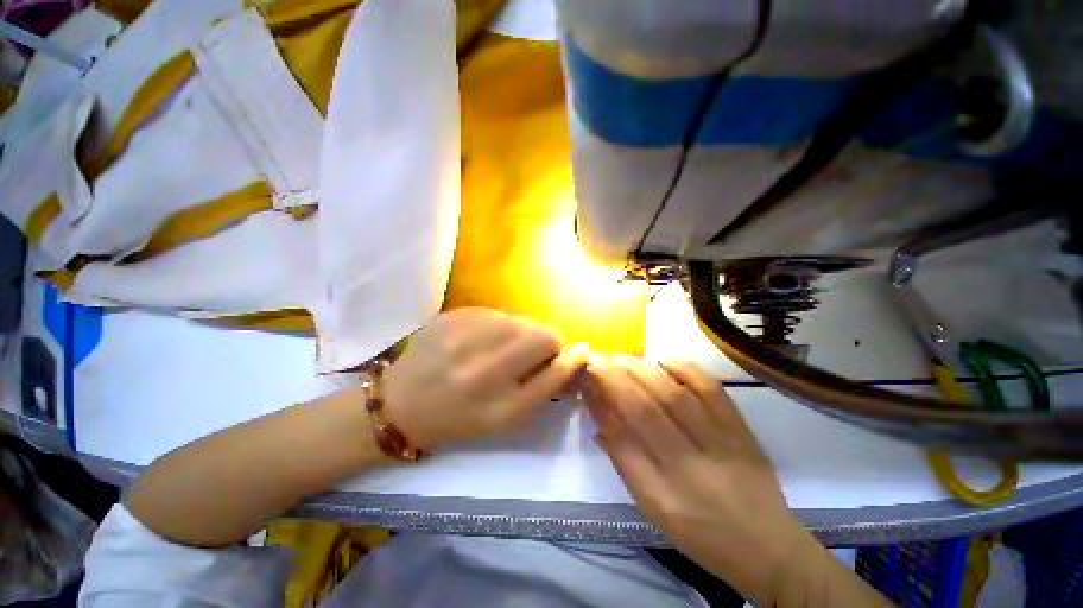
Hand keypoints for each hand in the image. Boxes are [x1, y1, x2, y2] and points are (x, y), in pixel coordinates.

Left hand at [383, 308, 587, 448]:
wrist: (400, 404)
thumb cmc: (460, 418)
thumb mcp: (505, 419)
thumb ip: (543, 388)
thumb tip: (572, 356)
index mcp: (501, 408)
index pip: (556, 371)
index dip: (572, 359)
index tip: (578, 353)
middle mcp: (485, 372)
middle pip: (544, 336)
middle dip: (548, 342)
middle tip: (532, 353)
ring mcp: (465, 339)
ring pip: (521, 320)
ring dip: (521, 333)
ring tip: (500, 348)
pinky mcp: (451, 317)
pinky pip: (496, 313)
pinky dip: (498, 325)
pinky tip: (480, 339)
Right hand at [582, 358, 815, 604]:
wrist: (767, 547)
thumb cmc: (700, 533)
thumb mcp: (652, 507)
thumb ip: (623, 460)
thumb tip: (600, 417)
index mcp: (661, 493)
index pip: (620, 436)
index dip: (599, 403)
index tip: (586, 382)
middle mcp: (689, 465)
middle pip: (644, 409)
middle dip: (614, 379)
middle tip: (599, 362)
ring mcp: (720, 444)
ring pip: (673, 394)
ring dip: (641, 370)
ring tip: (623, 359)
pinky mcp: (741, 430)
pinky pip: (712, 390)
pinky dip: (686, 368)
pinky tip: (664, 360)